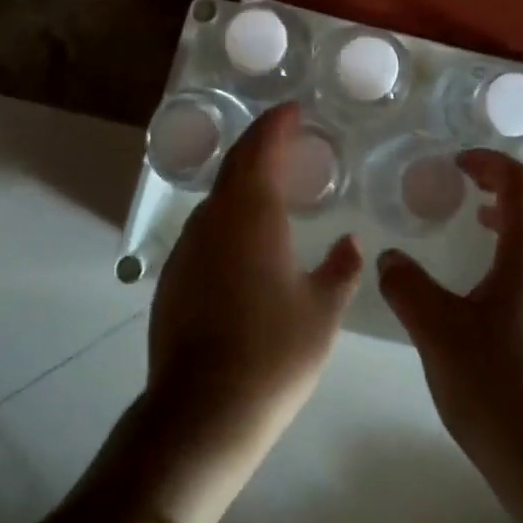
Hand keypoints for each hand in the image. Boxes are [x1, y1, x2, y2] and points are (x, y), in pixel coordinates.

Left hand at [145, 103, 362, 518]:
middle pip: (236, 164)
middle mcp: (214, 219)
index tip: (294, 109)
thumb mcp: (323, 311)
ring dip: (244, 179)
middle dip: (260, 143)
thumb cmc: (273, 354)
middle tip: (286, 135)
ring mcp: (188, 247)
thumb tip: (350, 241)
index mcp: (253, 214)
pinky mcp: (173, 276)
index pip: (262, 148)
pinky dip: (230, 213)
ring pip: (218, 196)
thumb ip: (341, 268)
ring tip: (272, 183)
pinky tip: (246, 237)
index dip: (278, 124)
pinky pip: (207, 227)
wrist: (201, 413)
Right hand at [377, 151, 522, 478]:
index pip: (520, 181)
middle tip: (471, 185)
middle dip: (509, 182)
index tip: (458, 162)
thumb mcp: (437, 331)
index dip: (490, 162)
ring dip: (521, 216)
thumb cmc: (497, 384)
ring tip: (481, 224)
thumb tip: (389, 257)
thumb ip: (407, 286)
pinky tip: (494, 283)